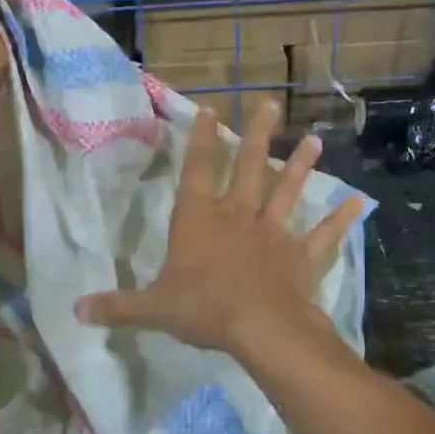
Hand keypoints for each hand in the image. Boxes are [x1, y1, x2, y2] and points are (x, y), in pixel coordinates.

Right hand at [75, 101, 365, 357]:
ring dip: (301, 166)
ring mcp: (273, 233)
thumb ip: (117, 306)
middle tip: (270, 104)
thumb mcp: (152, 309)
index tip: (210, 109)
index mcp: (199, 220)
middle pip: (248, 167)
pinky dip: (339, 220)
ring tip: (315, 140)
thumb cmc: (203, 310)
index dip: (201, 139)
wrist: (260, 328)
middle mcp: (237, 216)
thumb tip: (75, 311)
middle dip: (257, 135)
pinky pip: (323, 235)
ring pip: (288, 191)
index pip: (198, 170)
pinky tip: (359, 204)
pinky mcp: (300, 256)